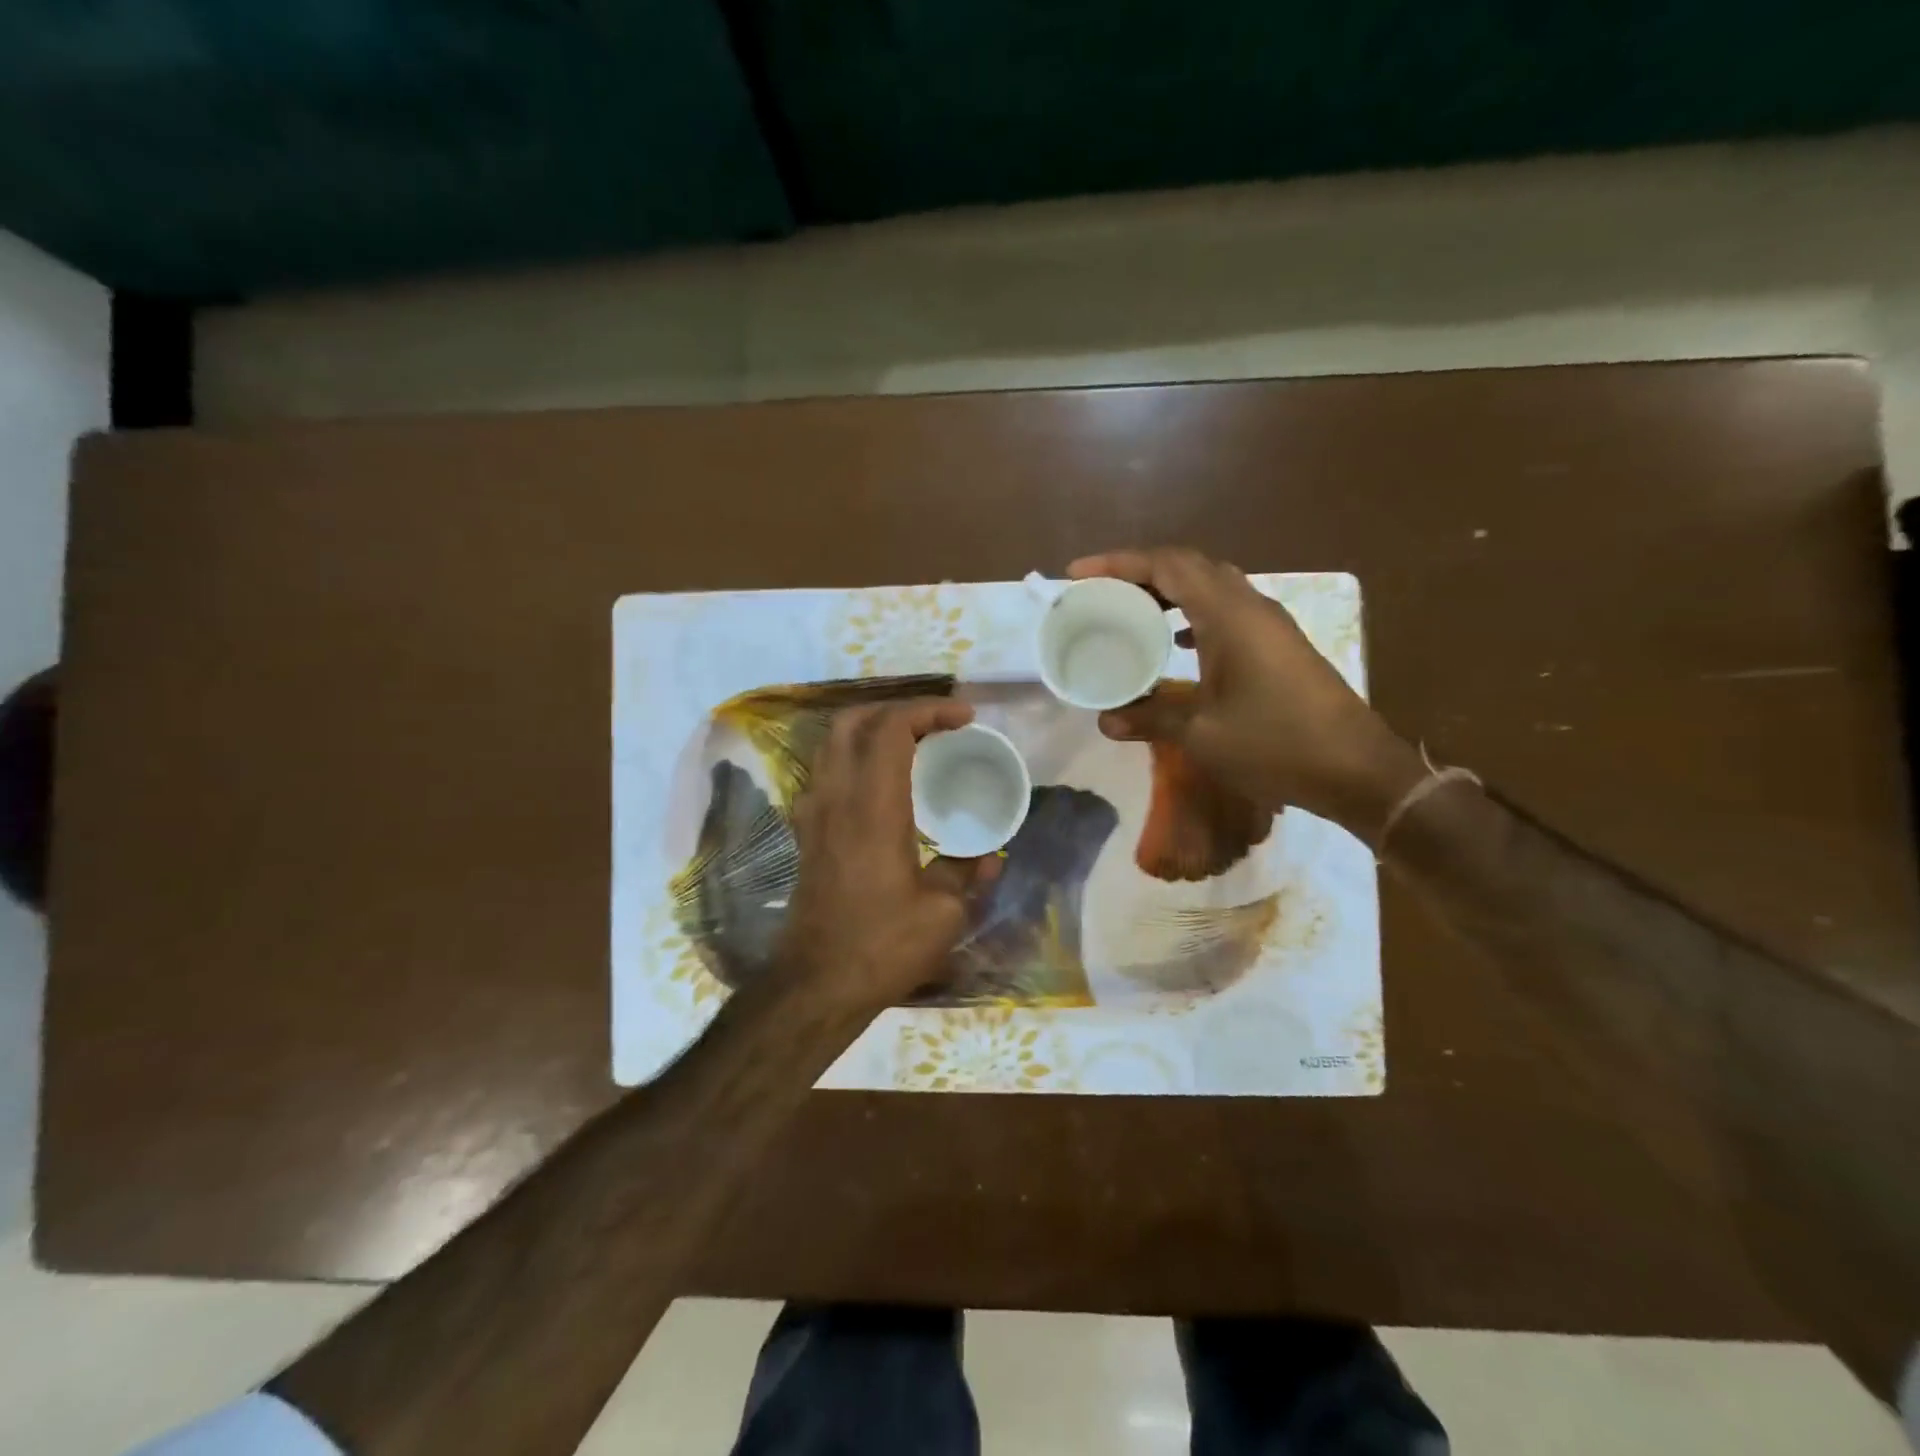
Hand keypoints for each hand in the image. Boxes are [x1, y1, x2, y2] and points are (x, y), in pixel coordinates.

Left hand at [780, 699, 999, 1012]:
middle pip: (853, 721)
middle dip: (897, 709)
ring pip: (832, 743)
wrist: (816, 985)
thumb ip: (968, 874)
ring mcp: (814, 813)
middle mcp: (836, 797)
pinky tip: (881, 783)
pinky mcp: (806, 832)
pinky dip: (854, 757)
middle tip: (936, 723)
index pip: (892, 728)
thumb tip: (990, 856)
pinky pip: (826, 771)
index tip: (966, 718)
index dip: (930, 710)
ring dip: (872, 729)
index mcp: (873, 806)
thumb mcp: (944, 913)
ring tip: (913, 743)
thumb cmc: (882, 946)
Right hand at [1068, 547, 1425, 842]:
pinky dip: (1192, 613)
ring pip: (1210, 586)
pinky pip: (1225, 610)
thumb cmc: (1276, 745)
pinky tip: (1177, 642)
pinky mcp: (1278, 645)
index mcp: (1229, 616)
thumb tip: (1105, 720)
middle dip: (1140, 572)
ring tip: (1130, 611)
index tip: (1078, 574)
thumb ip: (1151, 718)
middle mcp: (1250, 607)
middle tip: (1100, 592)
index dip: (1119, 563)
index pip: (1168, 566)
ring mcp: (1269, 624)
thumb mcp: (1203, 734)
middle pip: (1189, 567)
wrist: (1356, 770)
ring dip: (1168, 591)